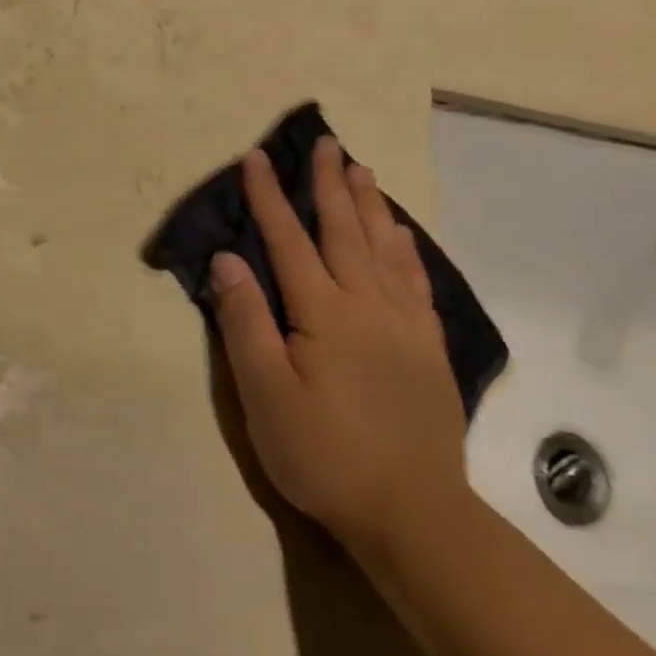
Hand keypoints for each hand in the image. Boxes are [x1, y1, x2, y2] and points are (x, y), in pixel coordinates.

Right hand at [205, 137, 469, 558]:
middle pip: (345, 231)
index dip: (269, 198)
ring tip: (360, 169)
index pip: (289, 242)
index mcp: (324, 314)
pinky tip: (400, 235)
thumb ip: (246, 321)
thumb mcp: (264, 394)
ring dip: (369, 205)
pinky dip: (405, 248)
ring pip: (385, 248)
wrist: (411, 512)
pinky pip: (415, 281)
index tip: (255, 159)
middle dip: (329, 185)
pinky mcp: (427, 348)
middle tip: (324, 143)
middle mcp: (368, 306)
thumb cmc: (322, 453)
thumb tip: (228, 259)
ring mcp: (404, 326)